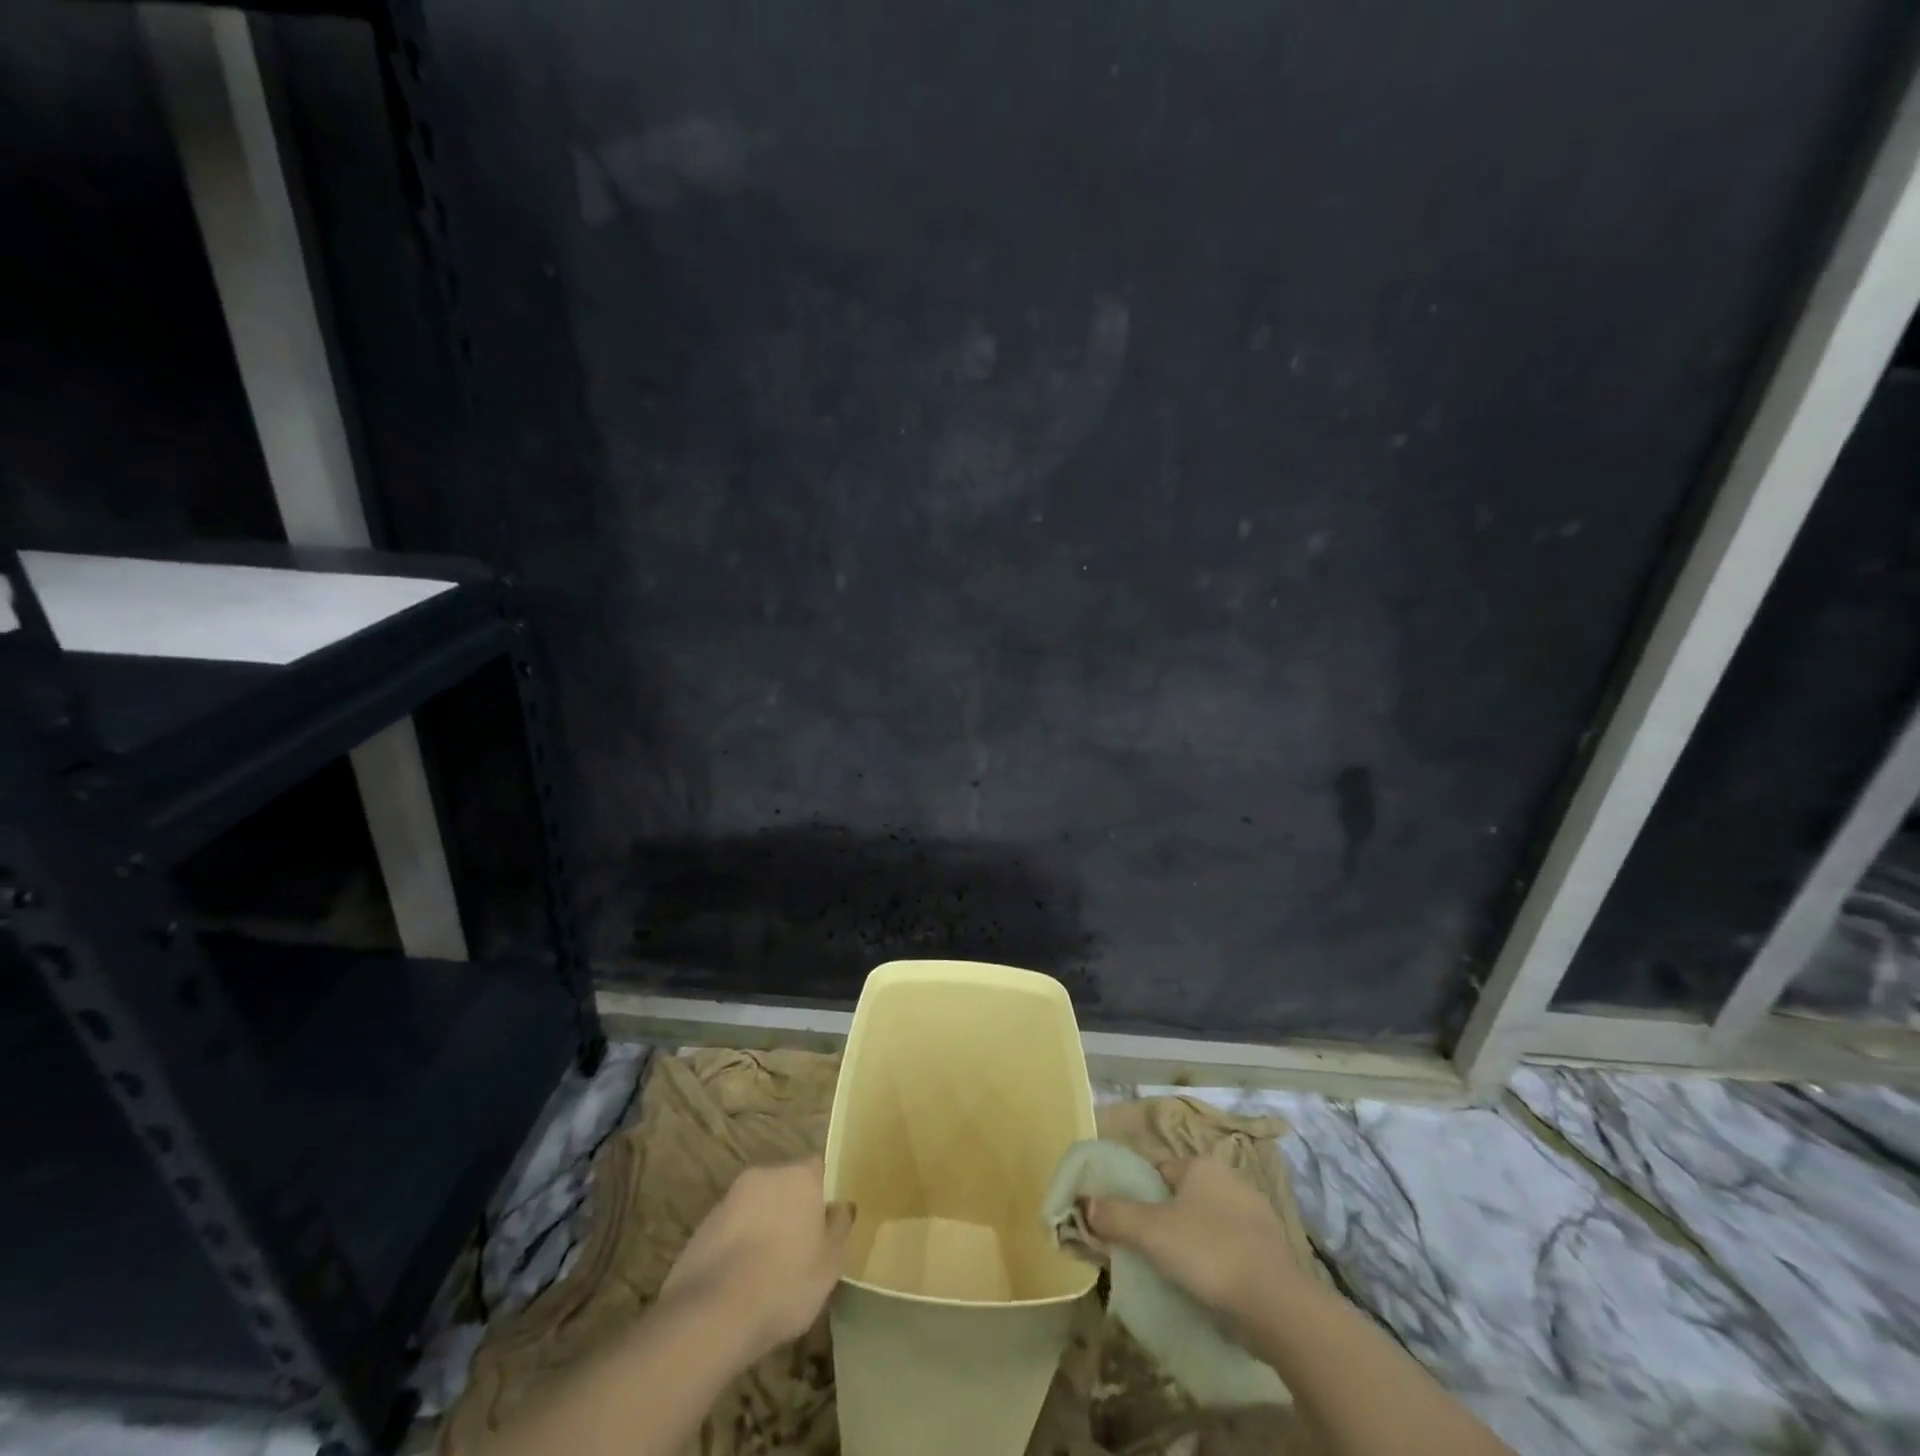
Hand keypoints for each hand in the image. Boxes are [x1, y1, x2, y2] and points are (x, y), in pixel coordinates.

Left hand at [660, 1159, 852, 1361]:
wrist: (712, 1314)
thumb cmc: (785, 1283)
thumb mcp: (830, 1263)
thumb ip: (839, 1228)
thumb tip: (841, 1206)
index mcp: (799, 1176)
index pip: (816, 1169)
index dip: (821, 1195)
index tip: (822, 1225)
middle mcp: (764, 1176)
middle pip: (783, 1185)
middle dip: (789, 1209)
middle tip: (797, 1250)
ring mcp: (728, 1200)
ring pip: (755, 1208)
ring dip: (762, 1228)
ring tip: (766, 1272)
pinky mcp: (702, 1227)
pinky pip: (730, 1231)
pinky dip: (737, 1247)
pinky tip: (739, 1283)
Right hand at [1086, 1158, 1297, 1326]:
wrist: (1275, 1304)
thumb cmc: (1207, 1253)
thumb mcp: (1151, 1233)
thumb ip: (1115, 1215)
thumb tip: (1084, 1203)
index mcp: (1201, 1165)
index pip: (1158, 1170)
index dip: (1140, 1194)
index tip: (1128, 1222)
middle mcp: (1230, 1178)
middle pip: (1184, 1195)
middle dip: (1167, 1218)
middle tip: (1150, 1249)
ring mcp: (1256, 1214)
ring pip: (1209, 1221)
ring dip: (1194, 1240)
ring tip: (1178, 1272)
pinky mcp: (1272, 1249)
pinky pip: (1232, 1246)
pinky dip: (1219, 1260)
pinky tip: (1210, 1284)